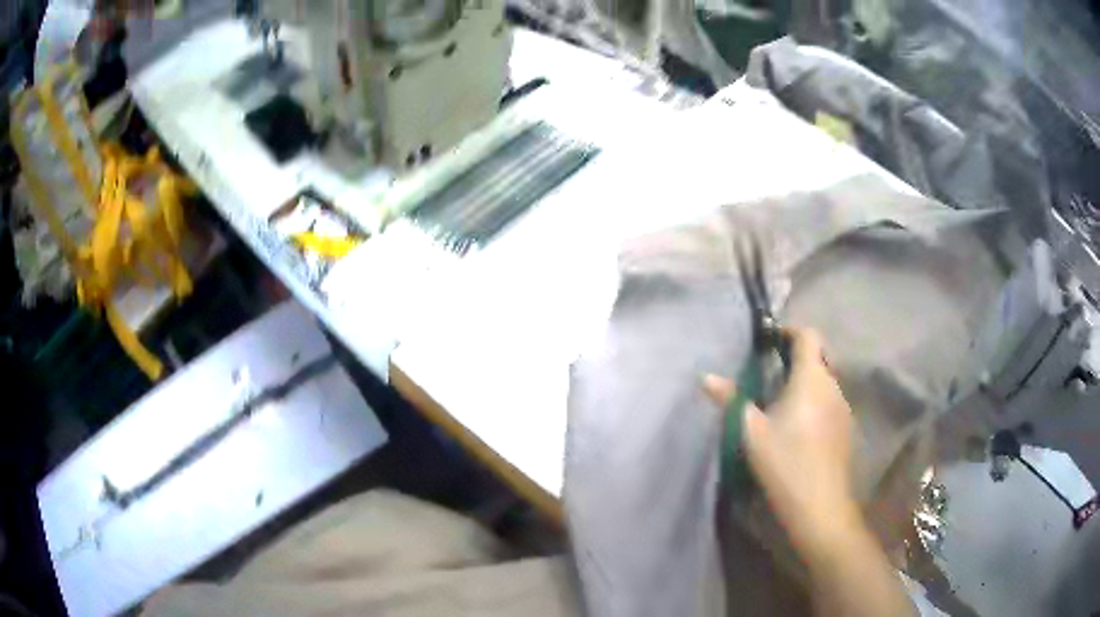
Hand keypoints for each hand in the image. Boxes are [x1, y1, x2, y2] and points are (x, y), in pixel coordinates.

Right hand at [704, 327, 858, 558]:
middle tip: (770, 371)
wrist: (820, 506)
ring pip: (826, 381)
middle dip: (797, 357)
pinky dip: (815, 401)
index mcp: (812, 378)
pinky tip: (799, 426)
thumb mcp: (751, 432)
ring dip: (807, 381)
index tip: (769, 341)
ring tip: (781, 399)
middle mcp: (833, 386)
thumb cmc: (785, 462)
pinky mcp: (845, 429)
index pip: (809, 336)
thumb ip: (731, 400)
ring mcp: (843, 408)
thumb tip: (706, 377)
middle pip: (819, 357)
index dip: (789, 331)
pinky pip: (830, 402)